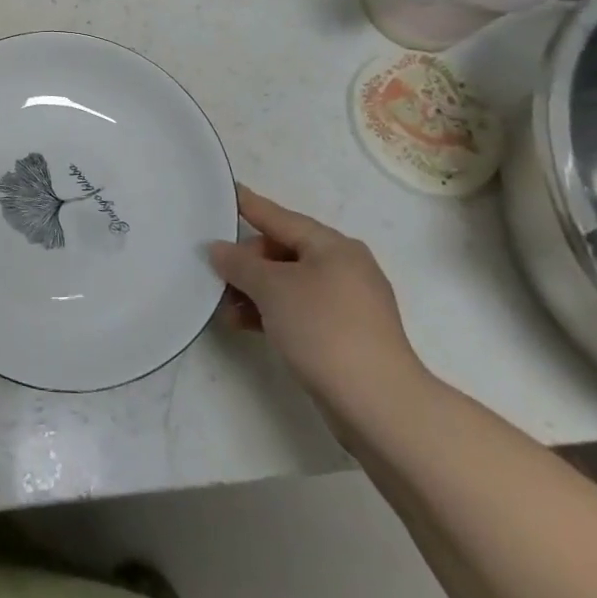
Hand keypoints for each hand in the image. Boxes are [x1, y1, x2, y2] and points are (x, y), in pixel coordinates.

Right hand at [209, 185, 428, 425]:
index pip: (280, 217)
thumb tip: (219, 249)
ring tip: (225, 310)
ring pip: (289, 284)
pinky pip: (300, 310)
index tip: (226, 191)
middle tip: (217, 277)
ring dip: (256, 293)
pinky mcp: (346, 336)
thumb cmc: (325, 330)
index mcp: (333, 246)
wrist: (380, 406)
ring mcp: (348, 304)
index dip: (249, 205)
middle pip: (283, 252)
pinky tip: (245, 325)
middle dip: (247, 263)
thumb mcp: (272, 289)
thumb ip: (240, 264)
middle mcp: (344, 267)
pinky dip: (273, 313)